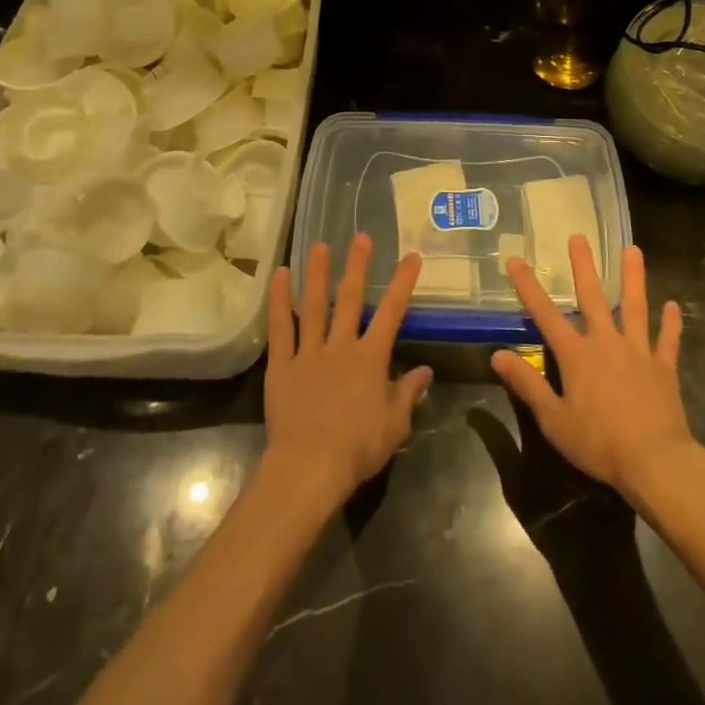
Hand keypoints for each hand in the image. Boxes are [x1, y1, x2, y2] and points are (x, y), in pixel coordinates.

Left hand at [263, 234, 432, 508]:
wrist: (309, 468)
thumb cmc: (358, 449)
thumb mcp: (395, 425)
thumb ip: (408, 393)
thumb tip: (424, 371)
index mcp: (370, 358)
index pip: (392, 312)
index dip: (403, 283)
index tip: (412, 256)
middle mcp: (340, 346)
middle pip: (350, 299)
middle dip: (358, 266)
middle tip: (361, 236)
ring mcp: (309, 353)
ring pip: (314, 305)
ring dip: (318, 273)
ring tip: (320, 245)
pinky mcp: (282, 366)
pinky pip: (281, 328)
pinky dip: (279, 301)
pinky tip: (280, 276)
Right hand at [490, 239, 699, 507]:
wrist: (655, 461)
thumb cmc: (599, 443)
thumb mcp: (553, 419)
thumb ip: (527, 384)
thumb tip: (497, 354)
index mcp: (576, 355)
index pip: (545, 314)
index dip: (528, 286)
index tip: (515, 259)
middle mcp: (606, 342)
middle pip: (593, 297)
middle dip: (583, 266)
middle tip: (579, 237)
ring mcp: (638, 351)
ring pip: (634, 307)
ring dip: (633, 278)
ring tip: (633, 250)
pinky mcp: (663, 367)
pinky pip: (667, 340)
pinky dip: (671, 323)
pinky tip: (673, 305)